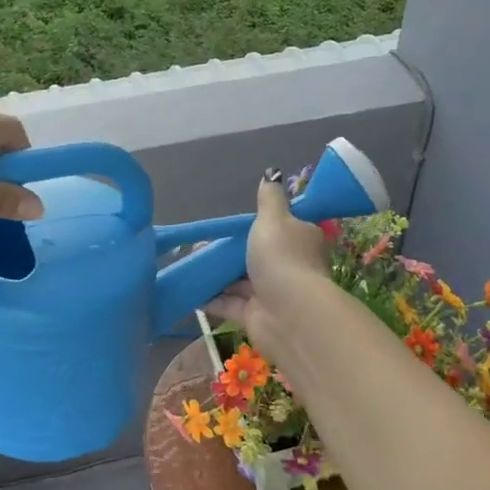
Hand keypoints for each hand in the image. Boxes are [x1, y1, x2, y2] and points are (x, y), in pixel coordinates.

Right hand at [206, 174, 331, 357]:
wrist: (288, 313)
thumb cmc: (282, 258)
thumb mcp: (274, 218)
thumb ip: (269, 198)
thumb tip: (272, 173)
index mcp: (300, 240)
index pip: (282, 228)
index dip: (258, 226)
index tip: (232, 226)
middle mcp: (289, 266)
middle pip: (256, 255)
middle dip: (230, 252)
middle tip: (201, 245)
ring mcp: (272, 293)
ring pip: (240, 281)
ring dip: (217, 275)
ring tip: (190, 264)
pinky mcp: (255, 316)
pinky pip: (229, 304)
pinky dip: (211, 299)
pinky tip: (190, 291)